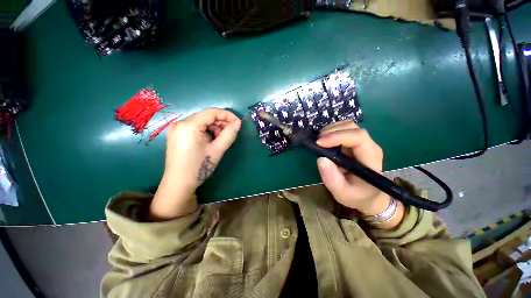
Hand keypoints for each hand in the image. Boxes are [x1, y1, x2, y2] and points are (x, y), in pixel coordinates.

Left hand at [149, 108, 241, 220]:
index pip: (212, 112)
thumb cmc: (199, 167)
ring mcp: (177, 129)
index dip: (227, 115)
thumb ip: (229, 134)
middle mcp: (181, 123)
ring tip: (221, 140)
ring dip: (214, 128)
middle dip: (221, 123)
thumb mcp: (217, 150)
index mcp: (189, 125)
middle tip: (231, 133)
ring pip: (202, 122)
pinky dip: (207, 131)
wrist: (179, 184)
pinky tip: (211, 141)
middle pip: (206, 116)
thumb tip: (238, 123)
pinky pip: (196, 128)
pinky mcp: (177, 135)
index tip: (238, 123)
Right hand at [316, 121, 389, 215]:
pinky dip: (333, 130)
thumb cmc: (356, 195)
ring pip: (349, 126)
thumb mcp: (342, 193)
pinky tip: (325, 138)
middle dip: (332, 131)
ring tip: (320, 140)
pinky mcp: (357, 143)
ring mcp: (364, 143)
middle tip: (317, 141)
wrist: (368, 196)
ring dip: (332, 129)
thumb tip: (321, 159)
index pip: (358, 138)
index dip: (337, 137)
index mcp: (370, 159)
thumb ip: (332, 179)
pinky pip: (345, 129)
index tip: (320, 143)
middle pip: (353, 128)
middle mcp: (370, 146)